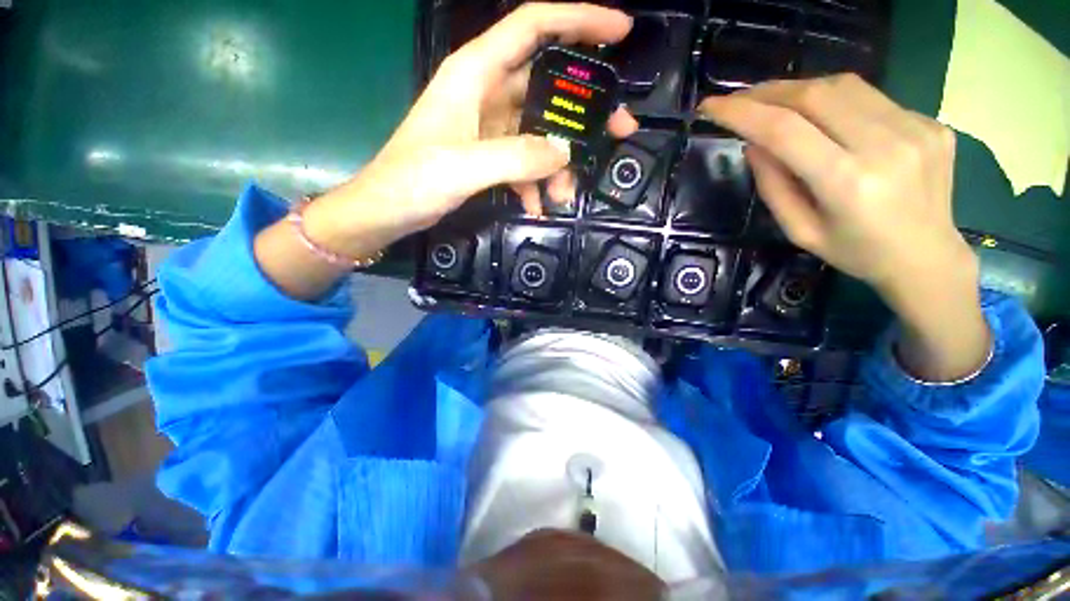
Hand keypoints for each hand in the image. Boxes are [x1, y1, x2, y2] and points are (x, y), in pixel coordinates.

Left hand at [304, 3, 637, 259]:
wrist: (387, 210)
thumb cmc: (413, 181)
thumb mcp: (464, 167)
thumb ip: (516, 157)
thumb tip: (564, 152)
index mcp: (475, 73)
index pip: (534, 26)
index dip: (578, 20)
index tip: (620, 32)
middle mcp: (486, 92)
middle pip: (547, 86)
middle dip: (583, 110)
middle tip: (619, 131)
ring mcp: (489, 126)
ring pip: (539, 132)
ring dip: (558, 163)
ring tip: (566, 194)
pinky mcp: (488, 154)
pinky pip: (524, 161)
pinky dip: (534, 183)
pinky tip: (536, 206)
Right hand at [698, 74, 971, 294]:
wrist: (927, 257)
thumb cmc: (855, 252)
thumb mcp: (799, 231)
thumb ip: (773, 187)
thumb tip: (753, 145)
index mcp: (847, 183)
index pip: (784, 130)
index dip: (741, 113)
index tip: (710, 106)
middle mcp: (885, 146)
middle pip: (814, 95)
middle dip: (767, 92)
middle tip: (738, 99)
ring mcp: (915, 128)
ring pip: (843, 86)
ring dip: (799, 90)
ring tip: (774, 103)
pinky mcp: (929, 121)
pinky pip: (870, 97)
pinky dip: (834, 100)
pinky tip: (823, 117)